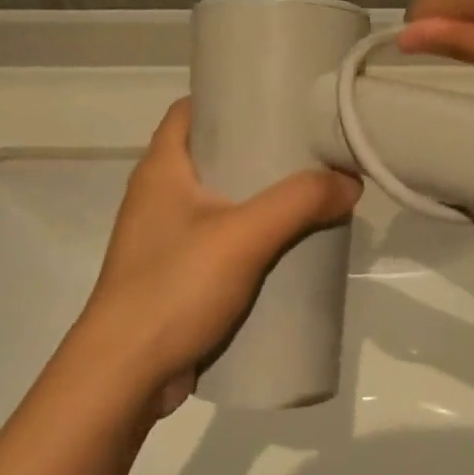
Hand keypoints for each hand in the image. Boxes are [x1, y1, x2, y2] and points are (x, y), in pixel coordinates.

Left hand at [77, 99, 361, 414]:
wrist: (124, 377)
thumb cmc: (175, 287)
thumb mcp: (244, 236)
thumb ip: (299, 202)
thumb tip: (349, 181)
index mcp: (161, 168)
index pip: (190, 109)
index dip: (227, 97)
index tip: (274, 100)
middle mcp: (156, 195)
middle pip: (210, 154)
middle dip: (255, 150)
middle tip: (305, 149)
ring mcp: (162, 238)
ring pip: (215, 201)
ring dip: (254, 198)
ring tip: (303, 196)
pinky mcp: (172, 275)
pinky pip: (215, 241)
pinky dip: (246, 237)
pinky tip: (282, 248)